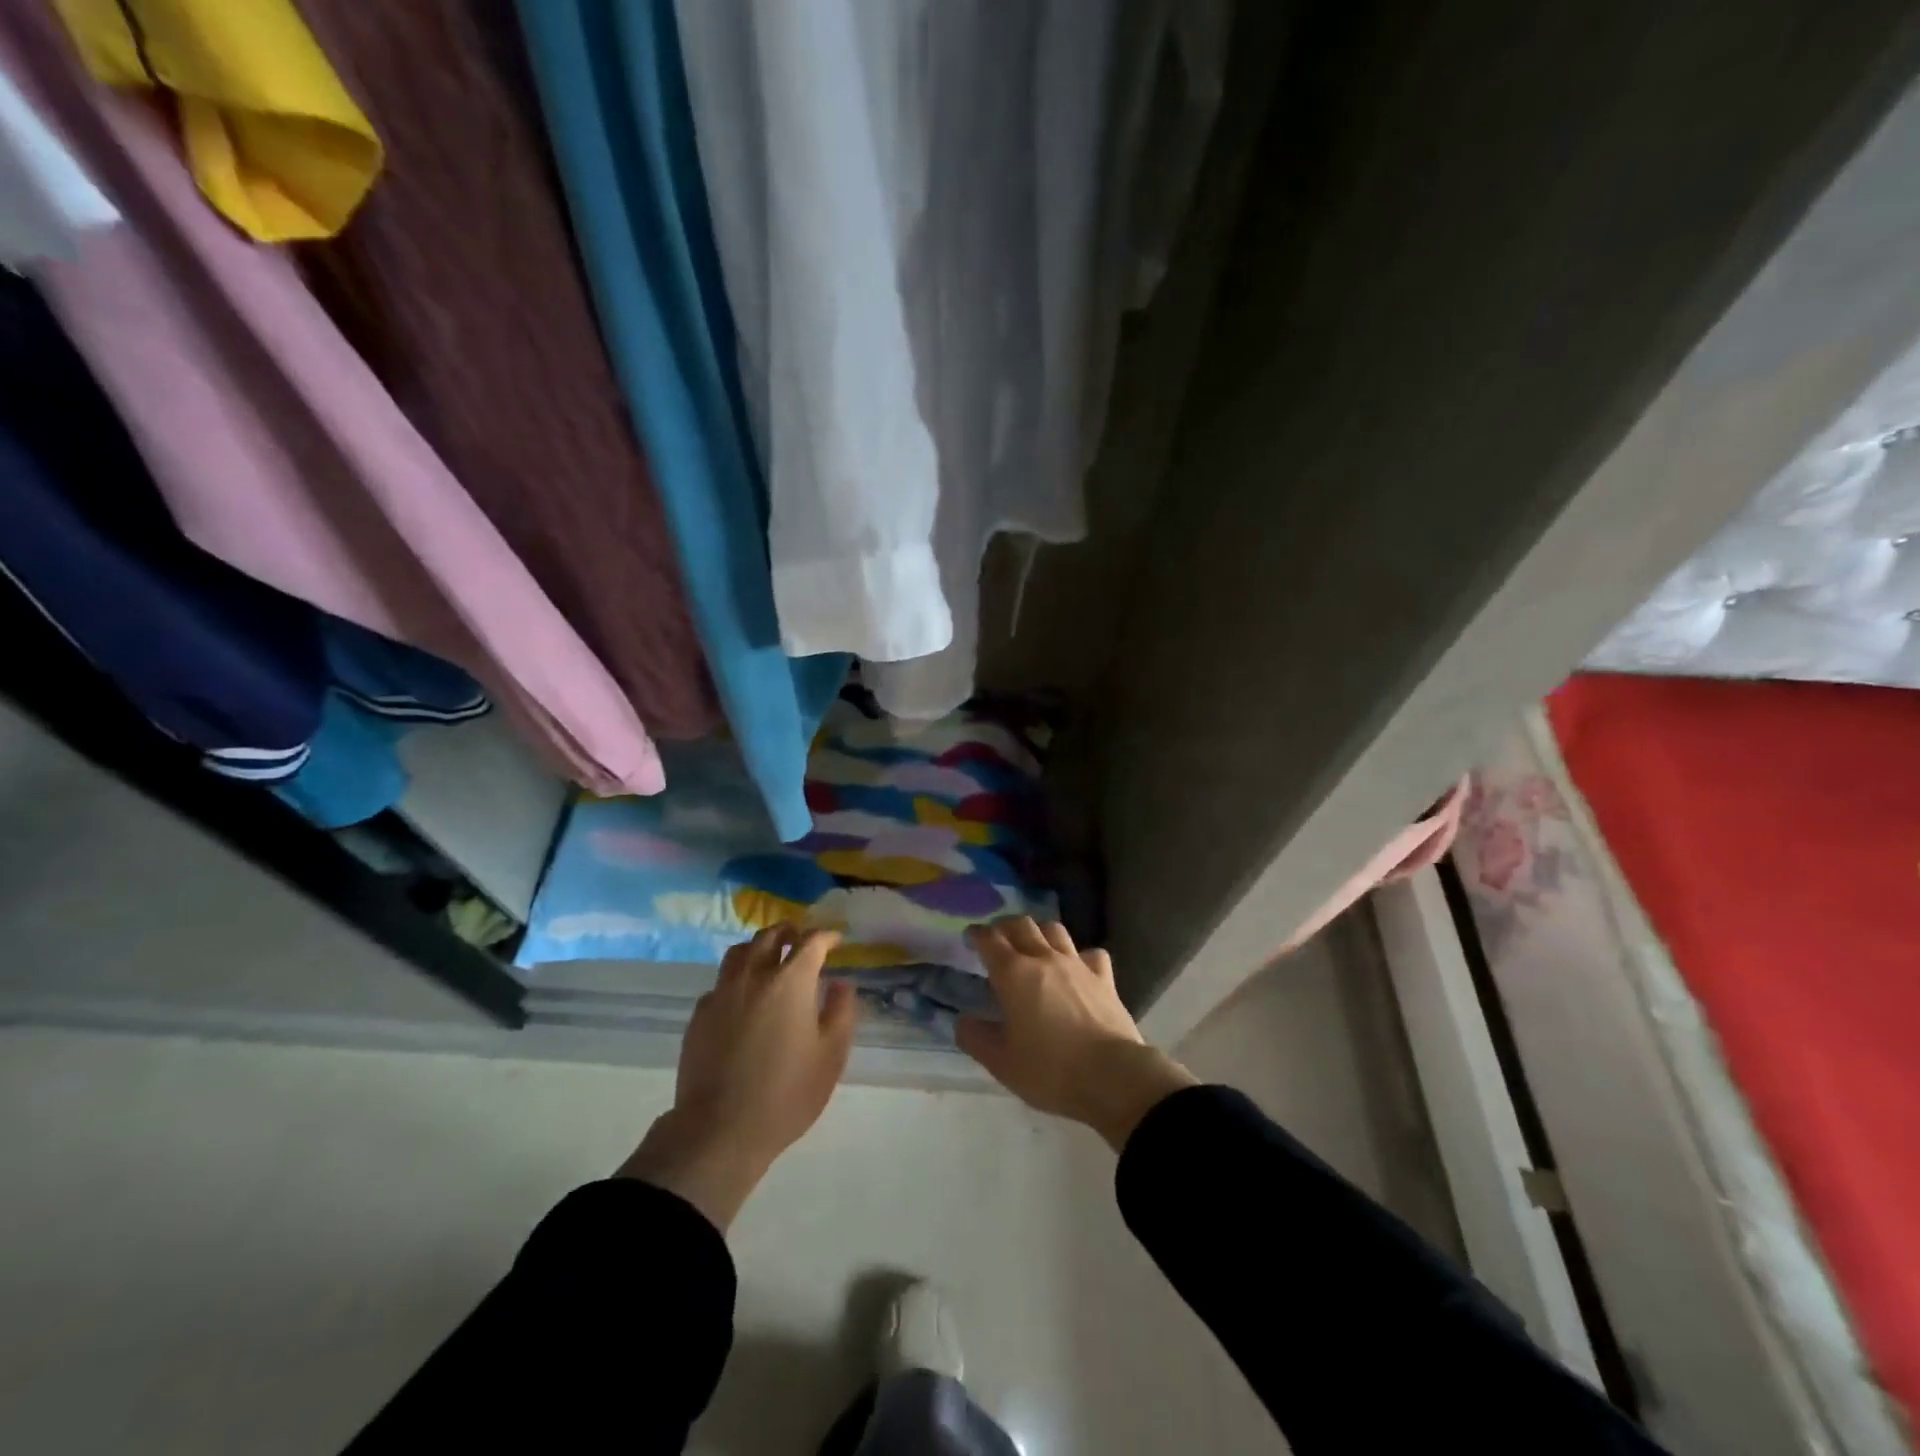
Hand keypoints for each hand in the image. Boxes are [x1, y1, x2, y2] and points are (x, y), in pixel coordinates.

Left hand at [619, 925, 860, 1229]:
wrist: (719, 1130)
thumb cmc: (786, 1093)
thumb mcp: (831, 1055)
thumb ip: (841, 1012)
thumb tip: (841, 983)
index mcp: (791, 981)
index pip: (811, 941)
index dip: (826, 936)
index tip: (835, 941)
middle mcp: (754, 976)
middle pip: (770, 936)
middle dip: (789, 932)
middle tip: (801, 941)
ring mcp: (722, 993)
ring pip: (739, 952)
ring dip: (759, 947)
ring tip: (770, 959)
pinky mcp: (699, 1015)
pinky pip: (720, 983)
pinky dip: (736, 979)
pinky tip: (743, 999)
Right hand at [956, 917, 1196, 1151]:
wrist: (1111, 1076)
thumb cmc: (1049, 1069)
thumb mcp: (1001, 1062)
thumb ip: (976, 1038)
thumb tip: (963, 1021)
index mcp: (1013, 974)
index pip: (990, 940)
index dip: (977, 934)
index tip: (971, 936)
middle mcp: (1044, 958)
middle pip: (1022, 925)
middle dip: (1005, 926)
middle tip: (998, 937)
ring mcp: (1077, 964)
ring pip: (1055, 930)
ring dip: (1040, 931)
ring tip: (1034, 944)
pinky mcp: (1104, 978)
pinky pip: (1091, 953)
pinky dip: (1080, 955)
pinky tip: (1078, 967)